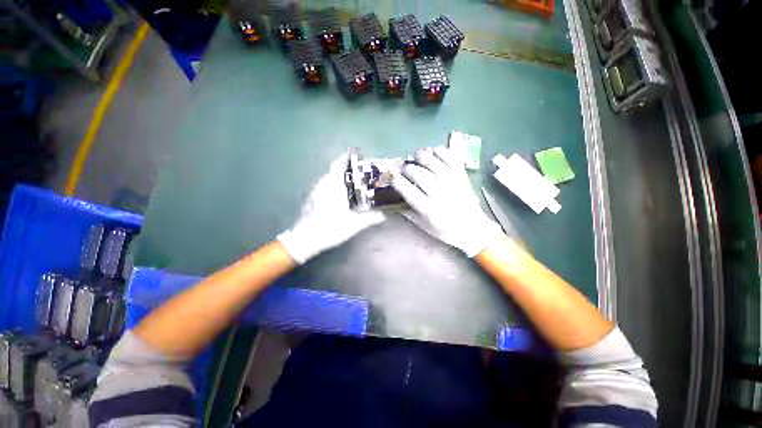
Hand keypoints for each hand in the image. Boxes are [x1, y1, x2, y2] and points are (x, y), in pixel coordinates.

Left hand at [277, 152, 385, 263]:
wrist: (304, 239)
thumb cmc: (330, 228)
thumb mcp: (354, 224)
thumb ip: (372, 218)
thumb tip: (387, 214)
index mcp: (333, 184)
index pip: (340, 163)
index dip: (350, 157)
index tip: (361, 157)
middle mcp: (323, 183)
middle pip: (337, 170)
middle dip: (350, 170)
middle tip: (364, 175)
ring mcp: (316, 190)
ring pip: (331, 178)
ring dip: (343, 179)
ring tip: (357, 185)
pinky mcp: (313, 197)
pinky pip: (326, 185)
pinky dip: (336, 186)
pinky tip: (343, 197)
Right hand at [392, 146, 501, 256]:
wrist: (473, 229)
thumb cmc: (446, 231)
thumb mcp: (424, 226)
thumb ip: (409, 213)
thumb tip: (395, 201)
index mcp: (428, 209)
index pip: (408, 191)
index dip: (396, 180)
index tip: (390, 174)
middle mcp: (439, 194)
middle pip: (419, 174)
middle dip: (407, 167)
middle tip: (404, 167)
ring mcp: (452, 183)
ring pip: (434, 163)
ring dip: (422, 155)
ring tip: (416, 155)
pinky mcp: (462, 176)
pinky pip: (451, 158)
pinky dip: (441, 151)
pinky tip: (434, 151)